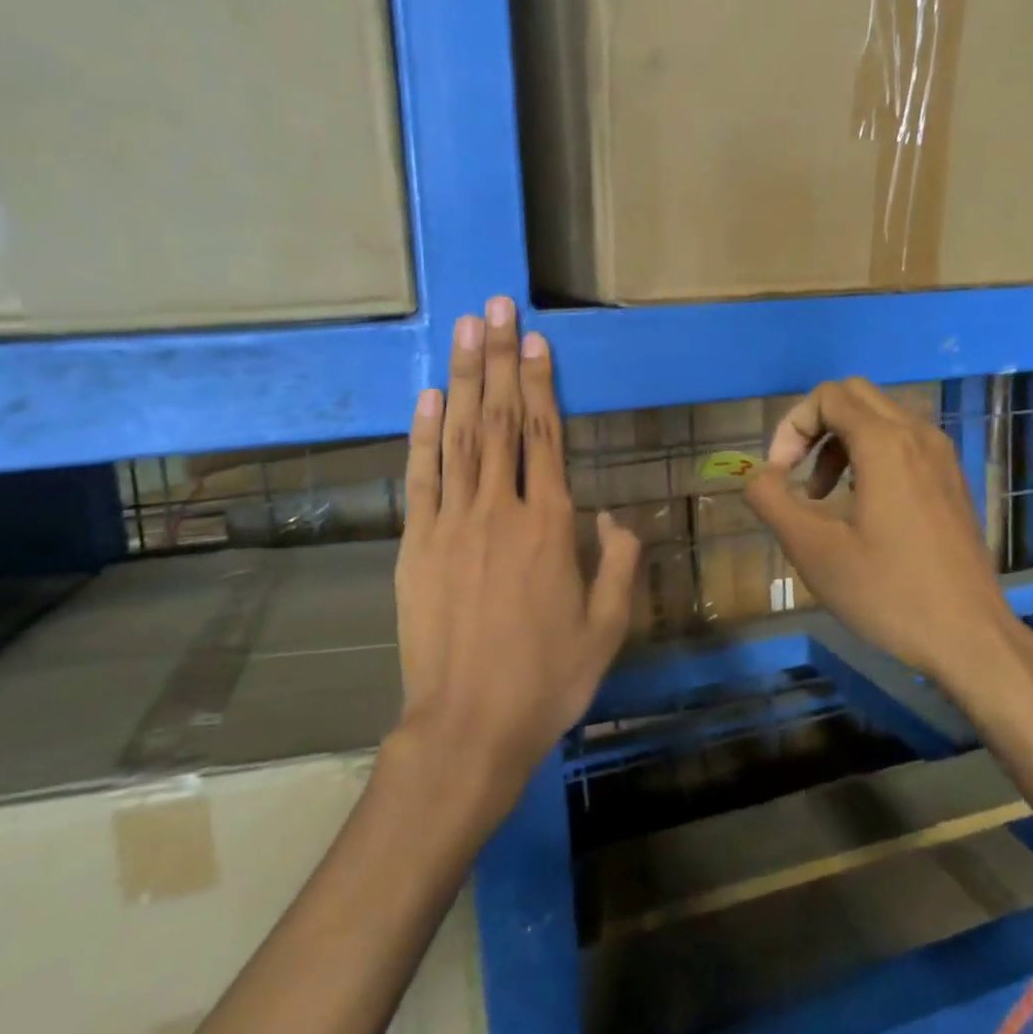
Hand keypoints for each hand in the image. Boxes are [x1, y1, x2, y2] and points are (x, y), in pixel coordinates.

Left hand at [391, 297, 639, 817]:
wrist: (468, 726)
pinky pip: (419, 478)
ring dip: (461, 380)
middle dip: (497, 360)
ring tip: (463, 330)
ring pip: (458, 437)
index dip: (539, 383)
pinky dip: (422, 434)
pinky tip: (427, 398)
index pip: (544, 437)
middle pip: (499, 421)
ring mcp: (451, 524)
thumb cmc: (547, 679)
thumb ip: (617, 564)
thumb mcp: (607, 627)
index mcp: (549, 527)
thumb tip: (615, 517)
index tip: (532, 339)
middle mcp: (499, 511)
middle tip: (494, 307)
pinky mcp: (415, 545)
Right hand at [745, 378, 1032, 696]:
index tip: (779, 474)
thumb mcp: (812, 550)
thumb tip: (759, 476)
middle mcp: (918, 436)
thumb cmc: (887, 592)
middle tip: (795, 474)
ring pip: (880, 418)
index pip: (827, 396)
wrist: (969, 637)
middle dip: (814, 426)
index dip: (791, 426)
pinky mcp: (952, 481)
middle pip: (855, 396)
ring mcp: (942, 458)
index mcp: (885, 444)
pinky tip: (860, 507)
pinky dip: (870, 456)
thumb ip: (772, 501)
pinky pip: (903, 444)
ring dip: (840, 443)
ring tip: (822, 496)